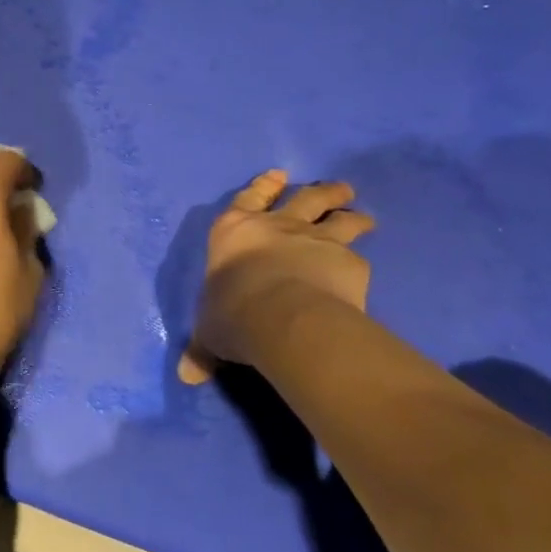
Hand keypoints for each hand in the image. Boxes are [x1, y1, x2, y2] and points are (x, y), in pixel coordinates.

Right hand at [179, 170, 373, 383]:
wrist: (283, 317)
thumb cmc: (234, 313)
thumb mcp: (210, 331)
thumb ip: (203, 349)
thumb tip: (186, 376)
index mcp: (235, 231)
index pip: (249, 197)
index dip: (263, 185)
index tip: (280, 175)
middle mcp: (277, 226)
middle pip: (305, 198)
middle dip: (322, 192)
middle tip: (340, 189)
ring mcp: (315, 239)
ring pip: (339, 218)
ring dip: (351, 214)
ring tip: (363, 216)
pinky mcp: (348, 261)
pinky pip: (357, 257)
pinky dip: (359, 260)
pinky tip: (364, 268)